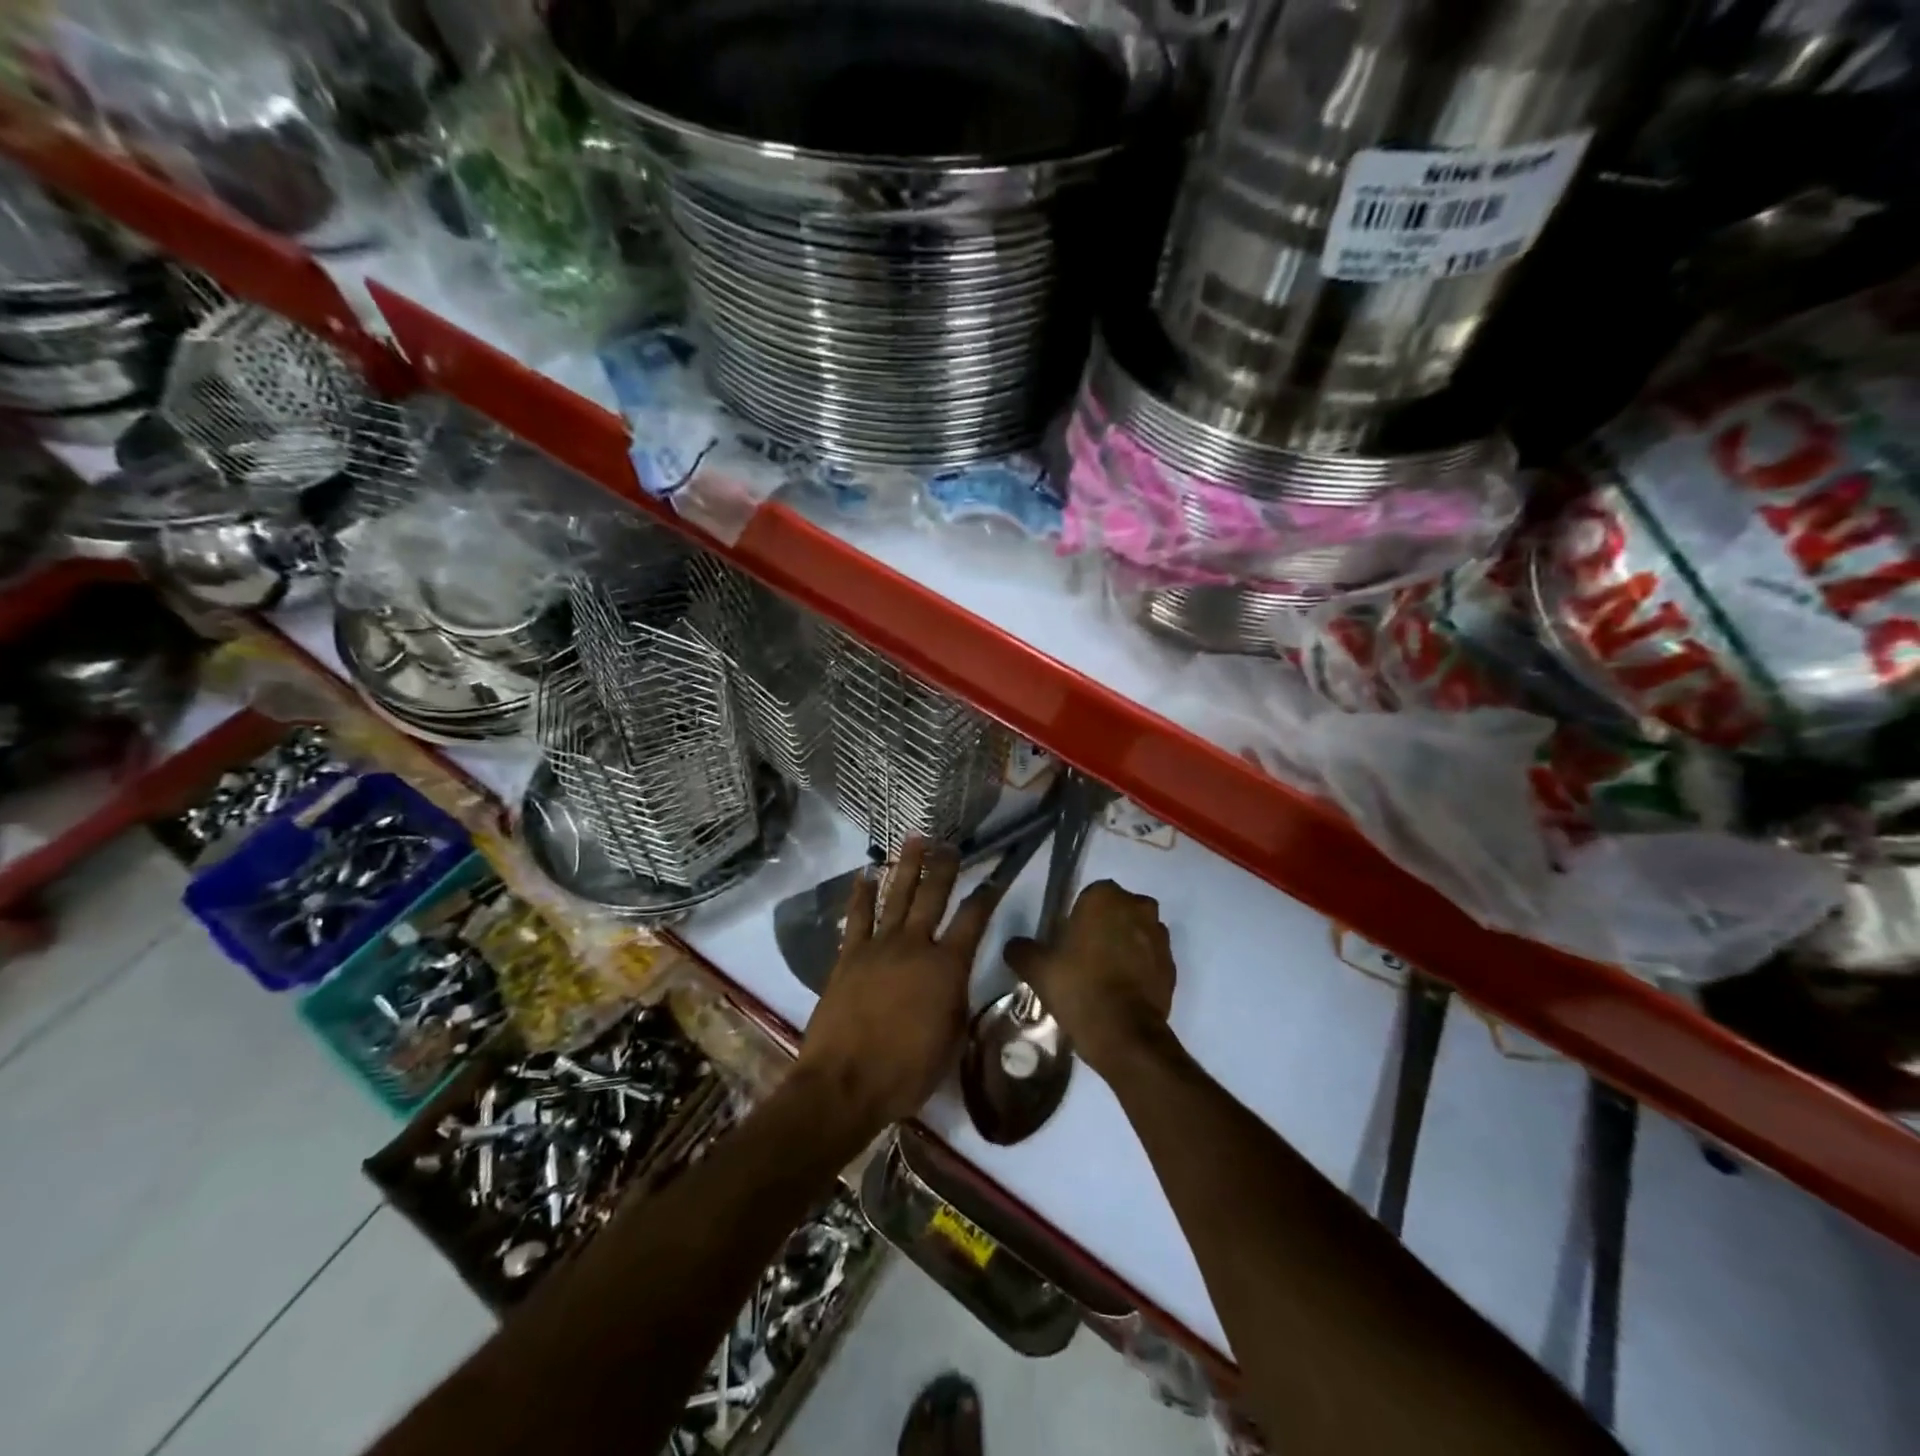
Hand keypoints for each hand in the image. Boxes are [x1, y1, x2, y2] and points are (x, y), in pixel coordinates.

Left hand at [794, 839, 1003, 1132]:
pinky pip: (858, 917)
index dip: (987, 896)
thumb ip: (957, 1001)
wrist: (846, 1082)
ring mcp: (879, 946)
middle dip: (945, 867)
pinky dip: (861, 894)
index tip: (995, 877)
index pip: (974, 920)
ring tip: (915, 840)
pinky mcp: (849, 955)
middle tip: (951, 845)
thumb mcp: (952, 1040)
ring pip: (897, 895)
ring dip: (907, 866)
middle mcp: (915, 945)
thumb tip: (956, 979)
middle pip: (933, 896)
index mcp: (947, 966)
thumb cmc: (907, 1071)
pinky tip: (864, 874)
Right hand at [1004, 880, 1175, 1078]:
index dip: (1078, 917)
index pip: (1090, 894)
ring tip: (1104, 975)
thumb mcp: (1037, 968)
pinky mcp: (1172, 966)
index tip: (1067, 941)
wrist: (1124, 1034)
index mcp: (1105, 897)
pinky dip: (1139, 968)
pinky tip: (1121, 991)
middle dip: (1104, 927)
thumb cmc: (1079, 987)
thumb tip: (1015, 946)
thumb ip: (1021, 949)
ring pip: (1137, 932)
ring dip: (1125, 945)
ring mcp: (1160, 937)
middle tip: (1083, 956)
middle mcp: (1138, 907)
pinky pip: (1150, 958)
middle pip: (1117, 910)